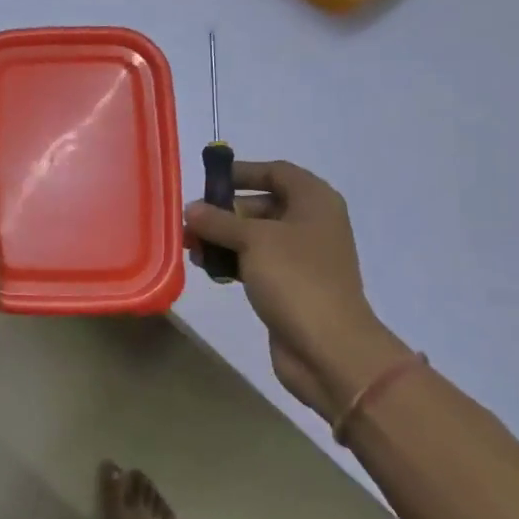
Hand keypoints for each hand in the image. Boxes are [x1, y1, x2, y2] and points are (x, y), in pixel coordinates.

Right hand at [186, 160, 410, 423]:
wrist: (329, 348)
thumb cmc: (296, 279)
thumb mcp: (253, 240)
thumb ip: (219, 221)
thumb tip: (191, 209)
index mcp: (314, 201)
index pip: (276, 171)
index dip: (242, 172)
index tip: (208, 180)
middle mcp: (311, 223)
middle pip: (262, 204)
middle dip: (224, 211)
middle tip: (190, 221)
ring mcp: (302, 257)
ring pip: (255, 237)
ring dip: (223, 239)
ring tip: (191, 248)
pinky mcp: (290, 286)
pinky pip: (256, 263)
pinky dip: (232, 262)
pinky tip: (207, 269)